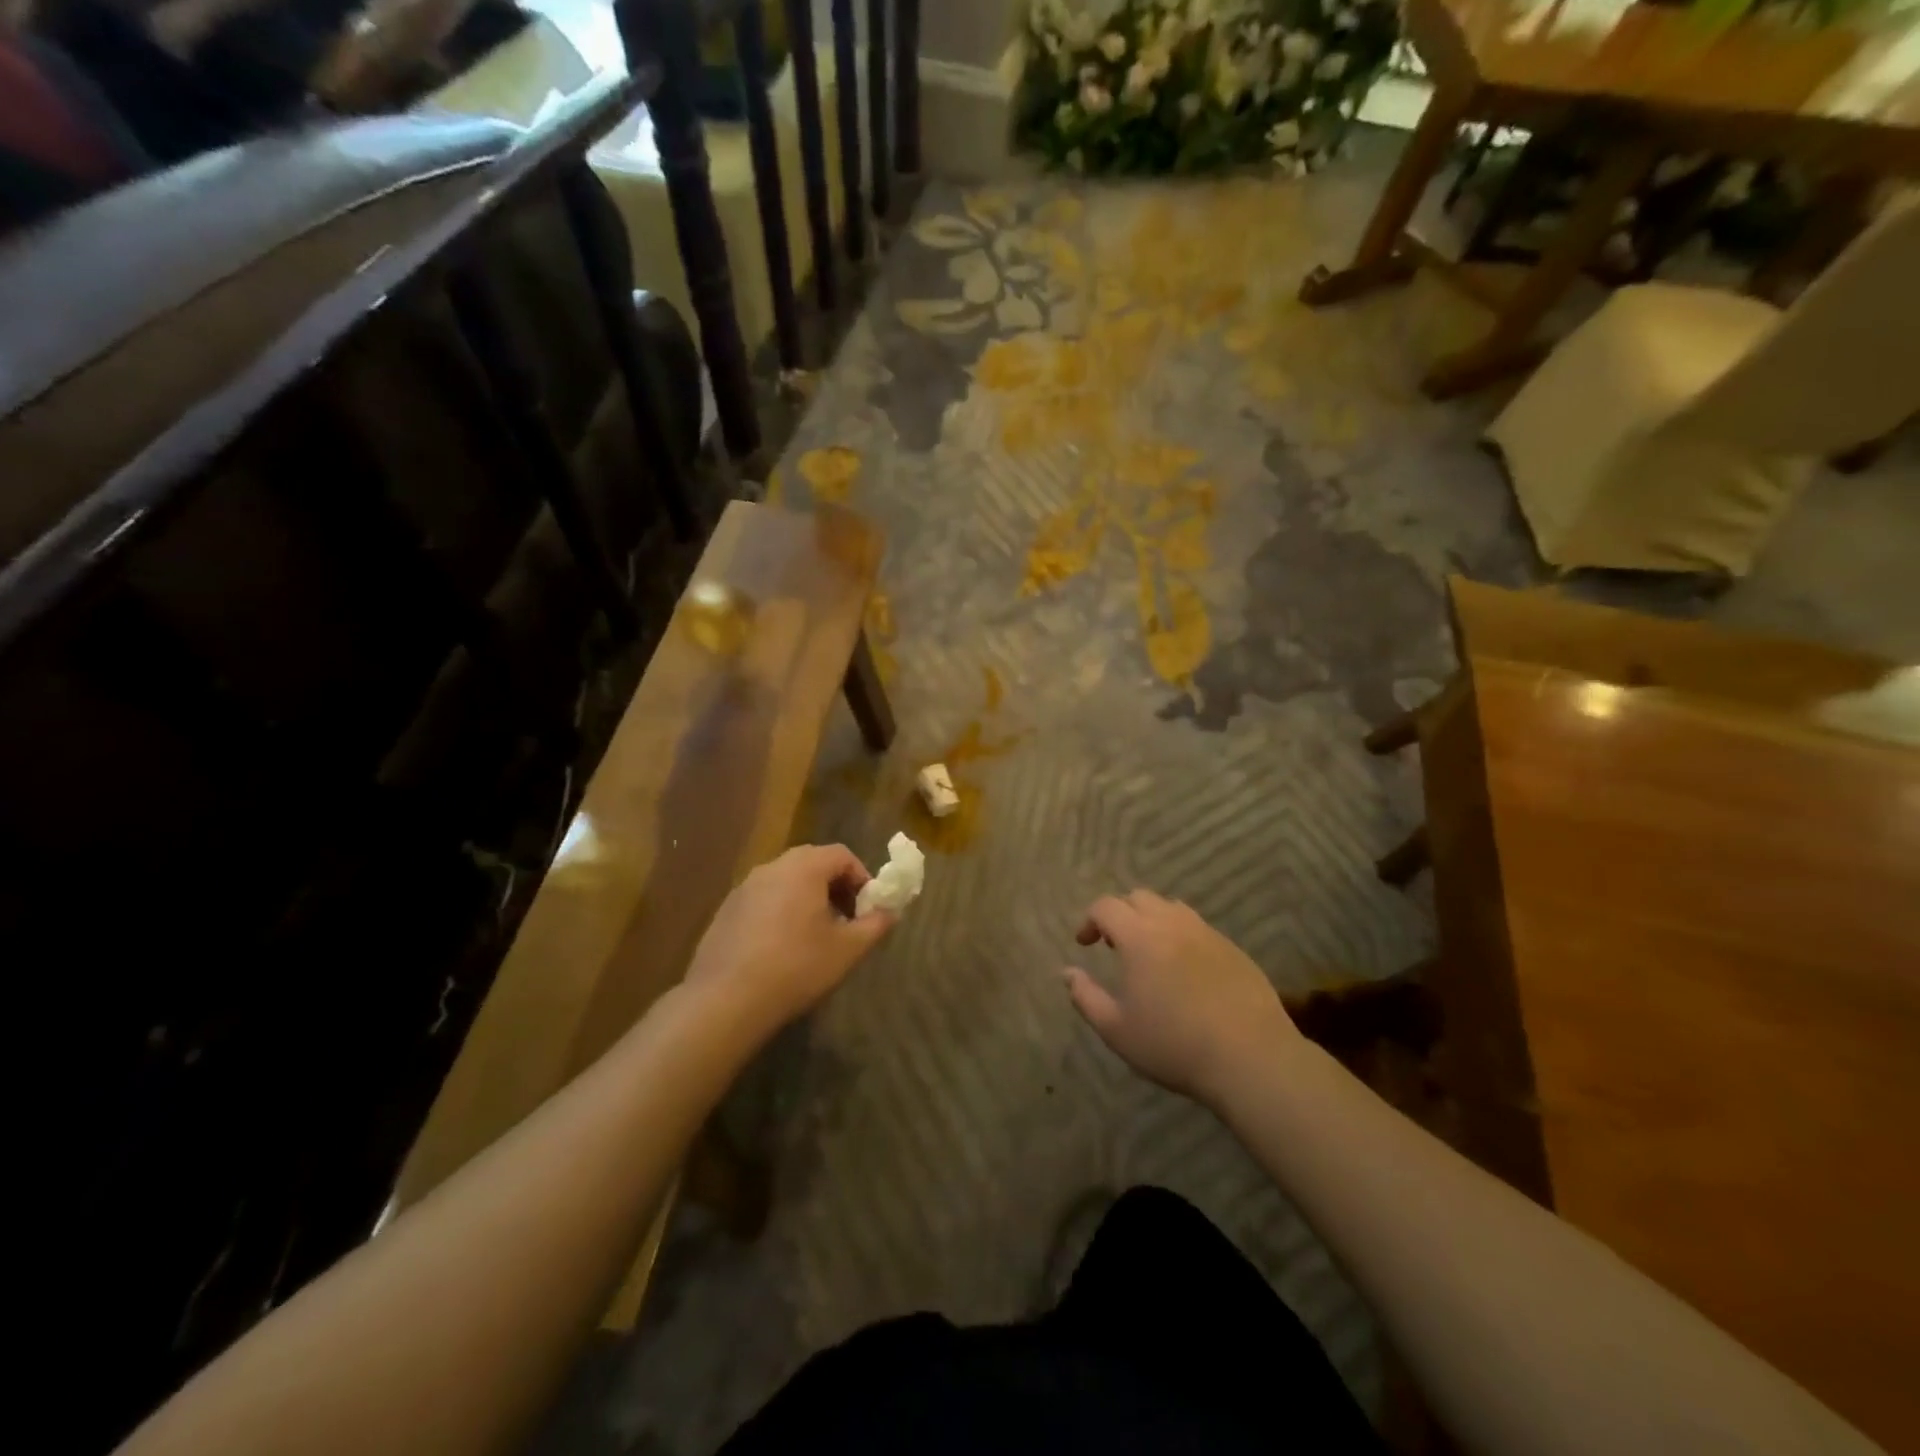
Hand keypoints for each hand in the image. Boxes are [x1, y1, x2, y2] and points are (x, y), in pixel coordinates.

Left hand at [686, 845, 894, 1030]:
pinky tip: (781, 948)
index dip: (862, 878)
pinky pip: (764, 900)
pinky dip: (781, 912)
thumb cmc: (797, 967)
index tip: (868, 908)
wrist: (726, 999)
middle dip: (835, 887)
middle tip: (846, 920)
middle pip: (813, 864)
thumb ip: (875, 925)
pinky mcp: (726, 910)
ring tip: (815, 936)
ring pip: (786, 882)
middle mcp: (772, 867)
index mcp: (804, 867)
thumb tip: (889, 912)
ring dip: (807, 899)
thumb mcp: (848, 949)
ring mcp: (744, 888)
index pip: (842, 855)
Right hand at [1063, 890, 1301, 1106]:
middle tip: (1115, 946)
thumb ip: (1085, 997)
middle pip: (1138, 898)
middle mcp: (1172, 923)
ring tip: (1150, 953)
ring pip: (1171, 908)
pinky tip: (1185, 970)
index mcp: (1139, 936)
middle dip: (1120, 914)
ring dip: (1152, 920)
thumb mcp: (1116, 1029)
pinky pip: (1198, 927)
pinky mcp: (1232, 948)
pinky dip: (1181, 935)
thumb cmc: (1173, 1045)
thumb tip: (1067, 973)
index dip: (1089, 920)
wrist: (1250, 1058)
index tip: (1084, 944)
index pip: (1106, 906)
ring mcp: (1206, 933)